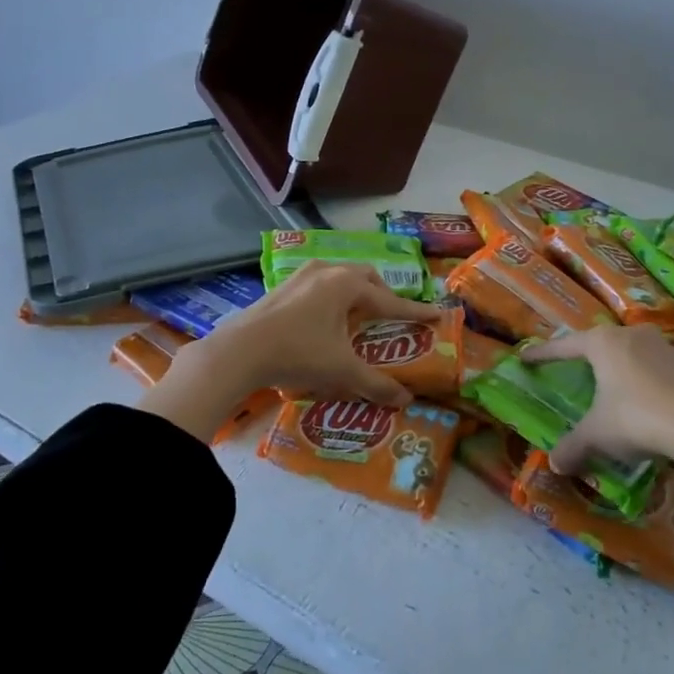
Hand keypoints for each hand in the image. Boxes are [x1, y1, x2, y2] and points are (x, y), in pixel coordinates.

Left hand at [140, 263, 442, 440]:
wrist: (238, 352)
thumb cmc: (298, 354)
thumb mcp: (341, 371)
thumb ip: (376, 384)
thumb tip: (405, 401)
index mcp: (346, 285)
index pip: (390, 300)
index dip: (415, 311)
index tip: (436, 314)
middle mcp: (326, 272)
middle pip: (365, 278)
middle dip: (382, 294)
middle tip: (391, 315)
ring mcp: (300, 277)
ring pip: (339, 277)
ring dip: (355, 293)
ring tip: (358, 316)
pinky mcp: (281, 287)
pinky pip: (318, 285)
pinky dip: (331, 298)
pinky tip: (324, 319)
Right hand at [522, 324, 673, 475]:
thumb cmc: (634, 418)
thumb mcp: (597, 434)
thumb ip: (573, 446)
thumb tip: (554, 464)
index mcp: (602, 343)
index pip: (564, 346)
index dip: (543, 354)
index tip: (526, 357)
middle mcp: (630, 335)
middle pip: (599, 343)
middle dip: (585, 356)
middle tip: (573, 368)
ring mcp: (660, 346)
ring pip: (630, 352)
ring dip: (618, 366)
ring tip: (611, 384)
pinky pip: (653, 367)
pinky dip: (643, 379)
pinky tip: (643, 398)